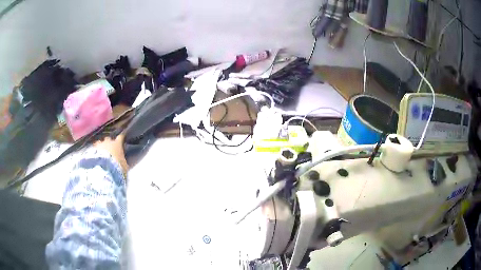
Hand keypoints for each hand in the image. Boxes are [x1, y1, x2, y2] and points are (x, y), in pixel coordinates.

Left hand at [94, 134, 128, 175]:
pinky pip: (94, 149)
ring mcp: (99, 145)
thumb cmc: (117, 167)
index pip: (120, 137)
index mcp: (117, 144)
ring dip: (100, 146)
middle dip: (108, 143)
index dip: (121, 137)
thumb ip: (125, 162)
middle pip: (108, 139)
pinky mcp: (91, 150)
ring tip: (100, 153)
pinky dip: (95, 152)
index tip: (122, 137)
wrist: (104, 170)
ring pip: (99, 143)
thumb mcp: (125, 167)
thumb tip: (128, 162)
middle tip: (109, 149)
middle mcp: (108, 142)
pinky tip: (95, 157)